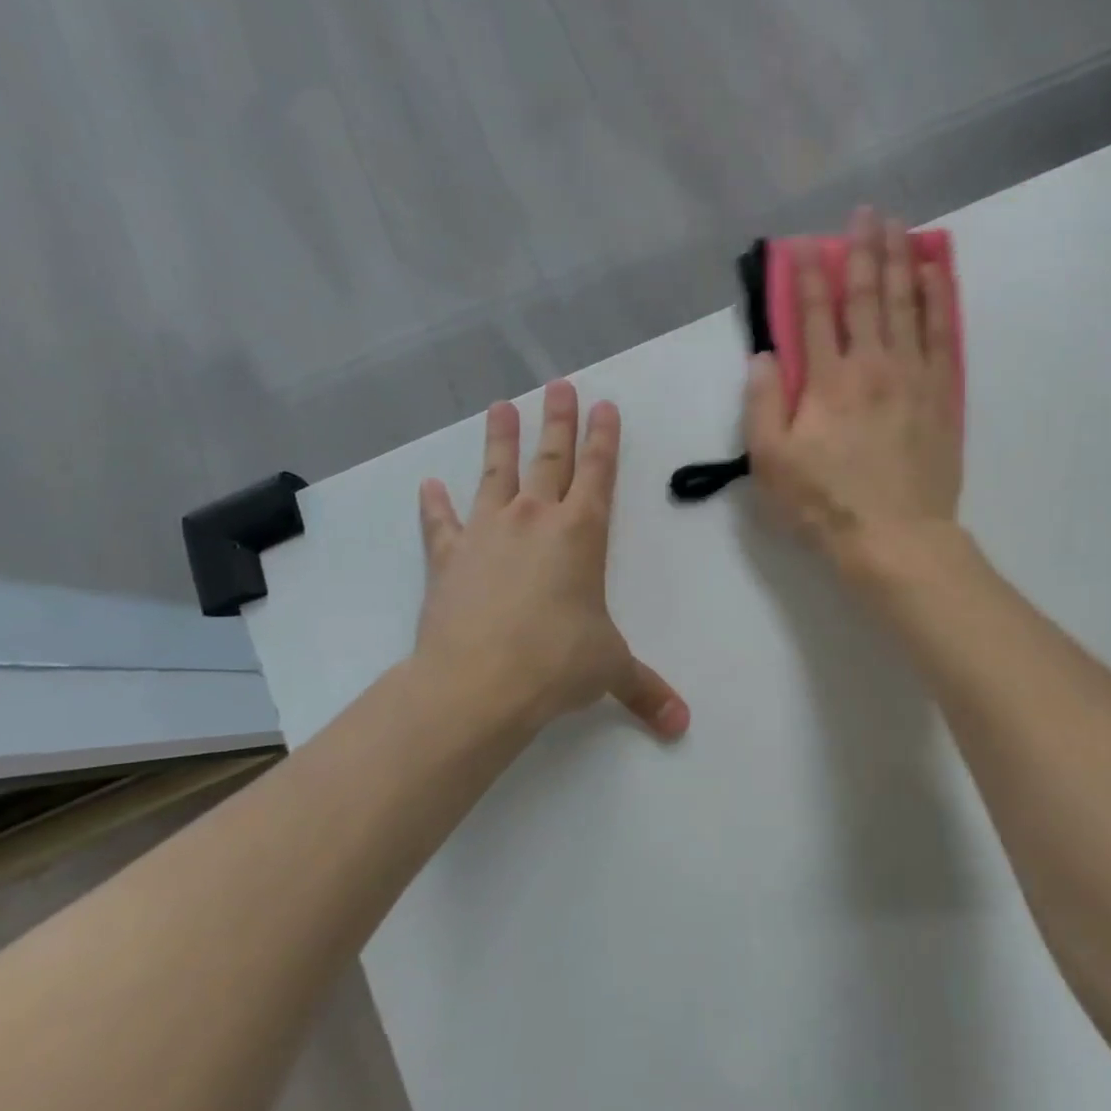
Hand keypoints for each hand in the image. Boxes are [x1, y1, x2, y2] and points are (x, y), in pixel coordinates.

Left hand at [412, 380, 689, 740]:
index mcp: (582, 534)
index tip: (604, 406)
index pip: (599, 474)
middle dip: (558, 421)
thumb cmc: (557, 664)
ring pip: (496, 474)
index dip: (604, 439)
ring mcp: (487, 533)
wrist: (478, 683)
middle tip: (559, 385)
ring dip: (500, 439)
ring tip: (500, 406)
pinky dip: (434, 504)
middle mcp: (535, 520)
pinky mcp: (448, 557)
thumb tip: (682, 726)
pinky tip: (428, 485)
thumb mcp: (611, 671)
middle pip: (550, 458)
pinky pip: (441, 523)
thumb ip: (647, 691)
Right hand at [744, 207, 963, 575]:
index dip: (806, 274)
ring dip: (901, 260)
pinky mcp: (942, 394)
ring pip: (906, 304)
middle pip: (867, 296)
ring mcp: (912, 377)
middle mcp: (871, 365)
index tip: (803, 243)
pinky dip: (938, 298)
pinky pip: (941, 333)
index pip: (812, 314)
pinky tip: (935, 273)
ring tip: (900, 225)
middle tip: (865, 212)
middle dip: (862, 250)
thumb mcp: (772, 464)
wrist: (896, 538)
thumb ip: (762, 405)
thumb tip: (763, 356)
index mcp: (826, 382)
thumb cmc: (826, 505)